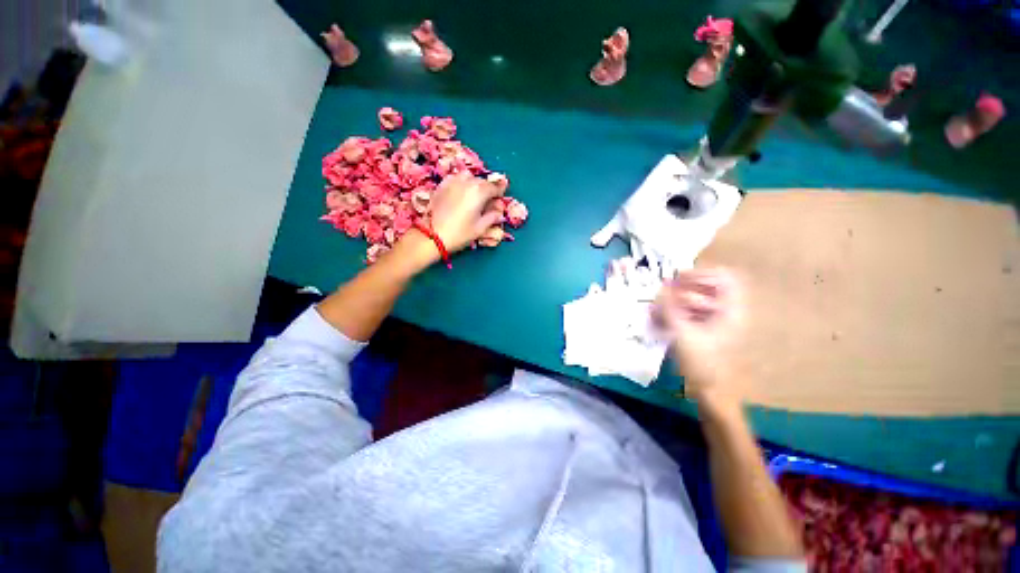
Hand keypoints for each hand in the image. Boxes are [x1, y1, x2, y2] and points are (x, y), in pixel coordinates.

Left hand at [428, 172, 504, 252]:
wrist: (432, 235)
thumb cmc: (460, 234)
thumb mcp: (480, 228)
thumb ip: (492, 217)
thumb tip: (498, 213)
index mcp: (479, 192)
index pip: (495, 187)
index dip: (500, 193)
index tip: (500, 198)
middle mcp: (467, 182)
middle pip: (482, 181)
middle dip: (487, 189)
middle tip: (488, 200)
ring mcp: (453, 182)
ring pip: (469, 177)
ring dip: (474, 183)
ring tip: (474, 195)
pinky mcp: (442, 185)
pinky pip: (455, 179)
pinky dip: (461, 183)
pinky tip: (461, 192)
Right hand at [653, 268, 743, 405]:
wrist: (713, 391)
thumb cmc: (703, 363)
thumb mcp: (683, 334)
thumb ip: (670, 308)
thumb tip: (661, 289)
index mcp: (731, 310)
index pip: (725, 276)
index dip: (701, 273)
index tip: (678, 279)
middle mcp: (729, 311)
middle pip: (711, 285)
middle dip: (686, 285)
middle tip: (668, 290)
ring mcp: (720, 321)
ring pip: (701, 298)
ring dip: (679, 298)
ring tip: (662, 307)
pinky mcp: (710, 330)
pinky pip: (694, 311)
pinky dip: (679, 310)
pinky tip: (664, 318)